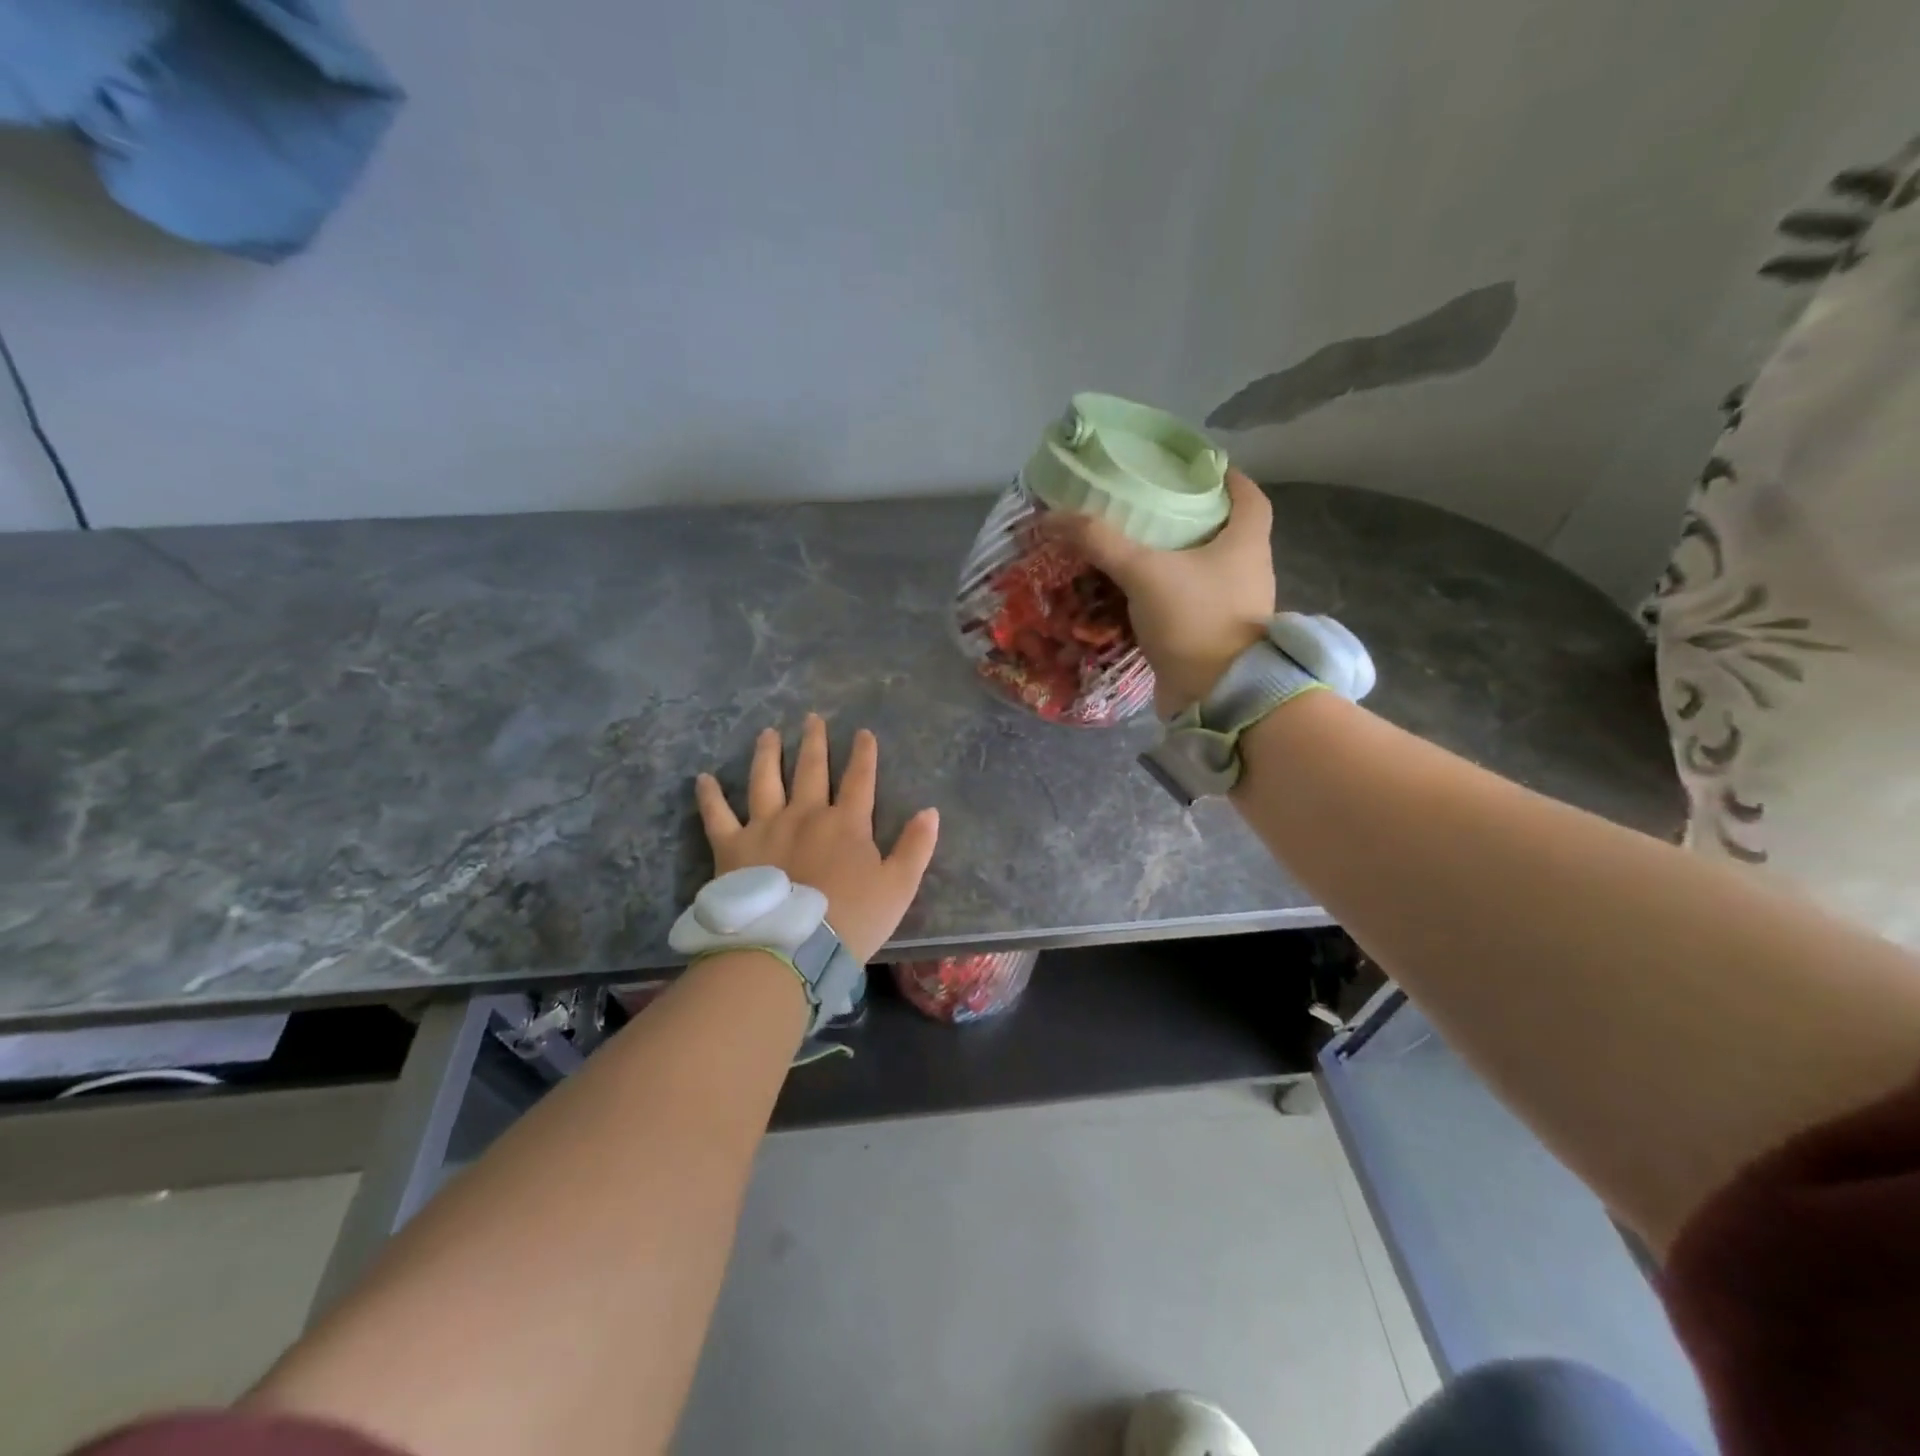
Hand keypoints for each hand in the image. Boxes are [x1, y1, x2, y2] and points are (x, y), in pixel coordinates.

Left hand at [693, 715, 939, 963]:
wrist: (790, 948)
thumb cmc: (851, 921)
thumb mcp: (899, 887)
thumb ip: (916, 847)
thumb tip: (930, 811)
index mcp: (846, 823)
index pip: (860, 779)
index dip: (863, 754)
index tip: (863, 733)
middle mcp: (805, 814)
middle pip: (811, 769)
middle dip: (814, 742)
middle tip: (811, 718)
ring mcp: (766, 826)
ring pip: (765, 780)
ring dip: (768, 754)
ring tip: (768, 734)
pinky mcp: (732, 847)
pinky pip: (717, 815)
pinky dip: (710, 796)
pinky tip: (704, 779)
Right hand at [1040, 468, 1275, 713]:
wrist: (1216, 696)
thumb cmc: (1194, 620)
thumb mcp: (1143, 572)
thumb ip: (1100, 542)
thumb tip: (1053, 516)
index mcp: (1246, 543)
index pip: (1248, 495)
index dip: (1225, 477)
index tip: (1195, 469)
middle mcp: (1248, 571)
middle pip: (1224, 531)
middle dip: (1189, 518)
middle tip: (1150, 506)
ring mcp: (1234, 607)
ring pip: (1204, 570)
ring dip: (1174, 559)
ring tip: (1134, 546)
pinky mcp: (1214, 636)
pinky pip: (1189, 603)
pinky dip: (1165, 594)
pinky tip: (1134, 592)